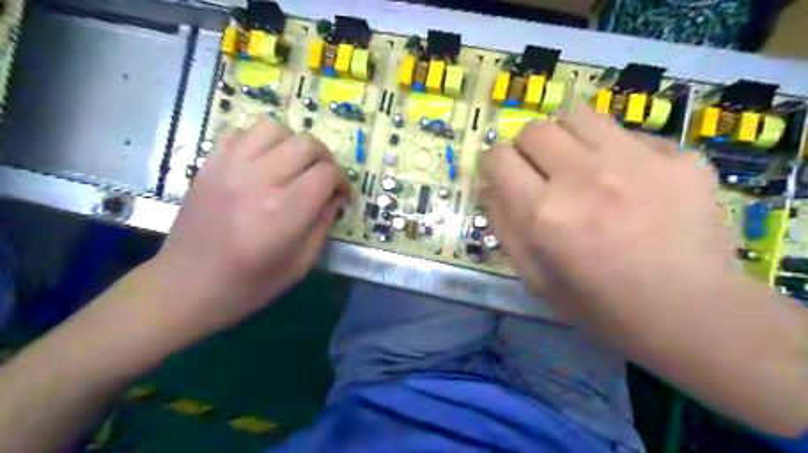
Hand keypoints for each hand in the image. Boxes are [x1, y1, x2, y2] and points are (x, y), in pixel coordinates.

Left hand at [147, 117, 347, 332]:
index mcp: (284, 212)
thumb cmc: (250, 284)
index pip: (327, 174)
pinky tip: (263, 163)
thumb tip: (336, 198)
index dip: (342, 182)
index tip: (342, 196)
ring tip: (294, 165)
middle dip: (325, 159)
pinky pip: (241, 133)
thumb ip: (323, 225)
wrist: (187, 286)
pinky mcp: (209, 165)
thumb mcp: (300, 264)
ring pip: (274, 128)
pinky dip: (260, 142)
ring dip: (293, 143)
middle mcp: (258, 181)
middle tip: (324, 178)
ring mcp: (229, 168)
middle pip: (306, 144)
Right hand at [481, 106, 736, 328]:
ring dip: (567, 138)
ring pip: (578, 116)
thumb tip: (490, 186)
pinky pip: (626, 133)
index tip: (504, 173)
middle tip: (542, 171)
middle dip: (528, 148)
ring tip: (579, 163)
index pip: (498, 157)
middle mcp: (583, 178)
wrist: (689, 312)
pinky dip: (614, 150)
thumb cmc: (599, 304)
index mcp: (543, 214)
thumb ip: (505, 227)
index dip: (494, 163)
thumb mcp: (533, 277)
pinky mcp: (677, 157)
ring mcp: (635, 162)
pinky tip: (628, 179)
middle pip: (535, 129)